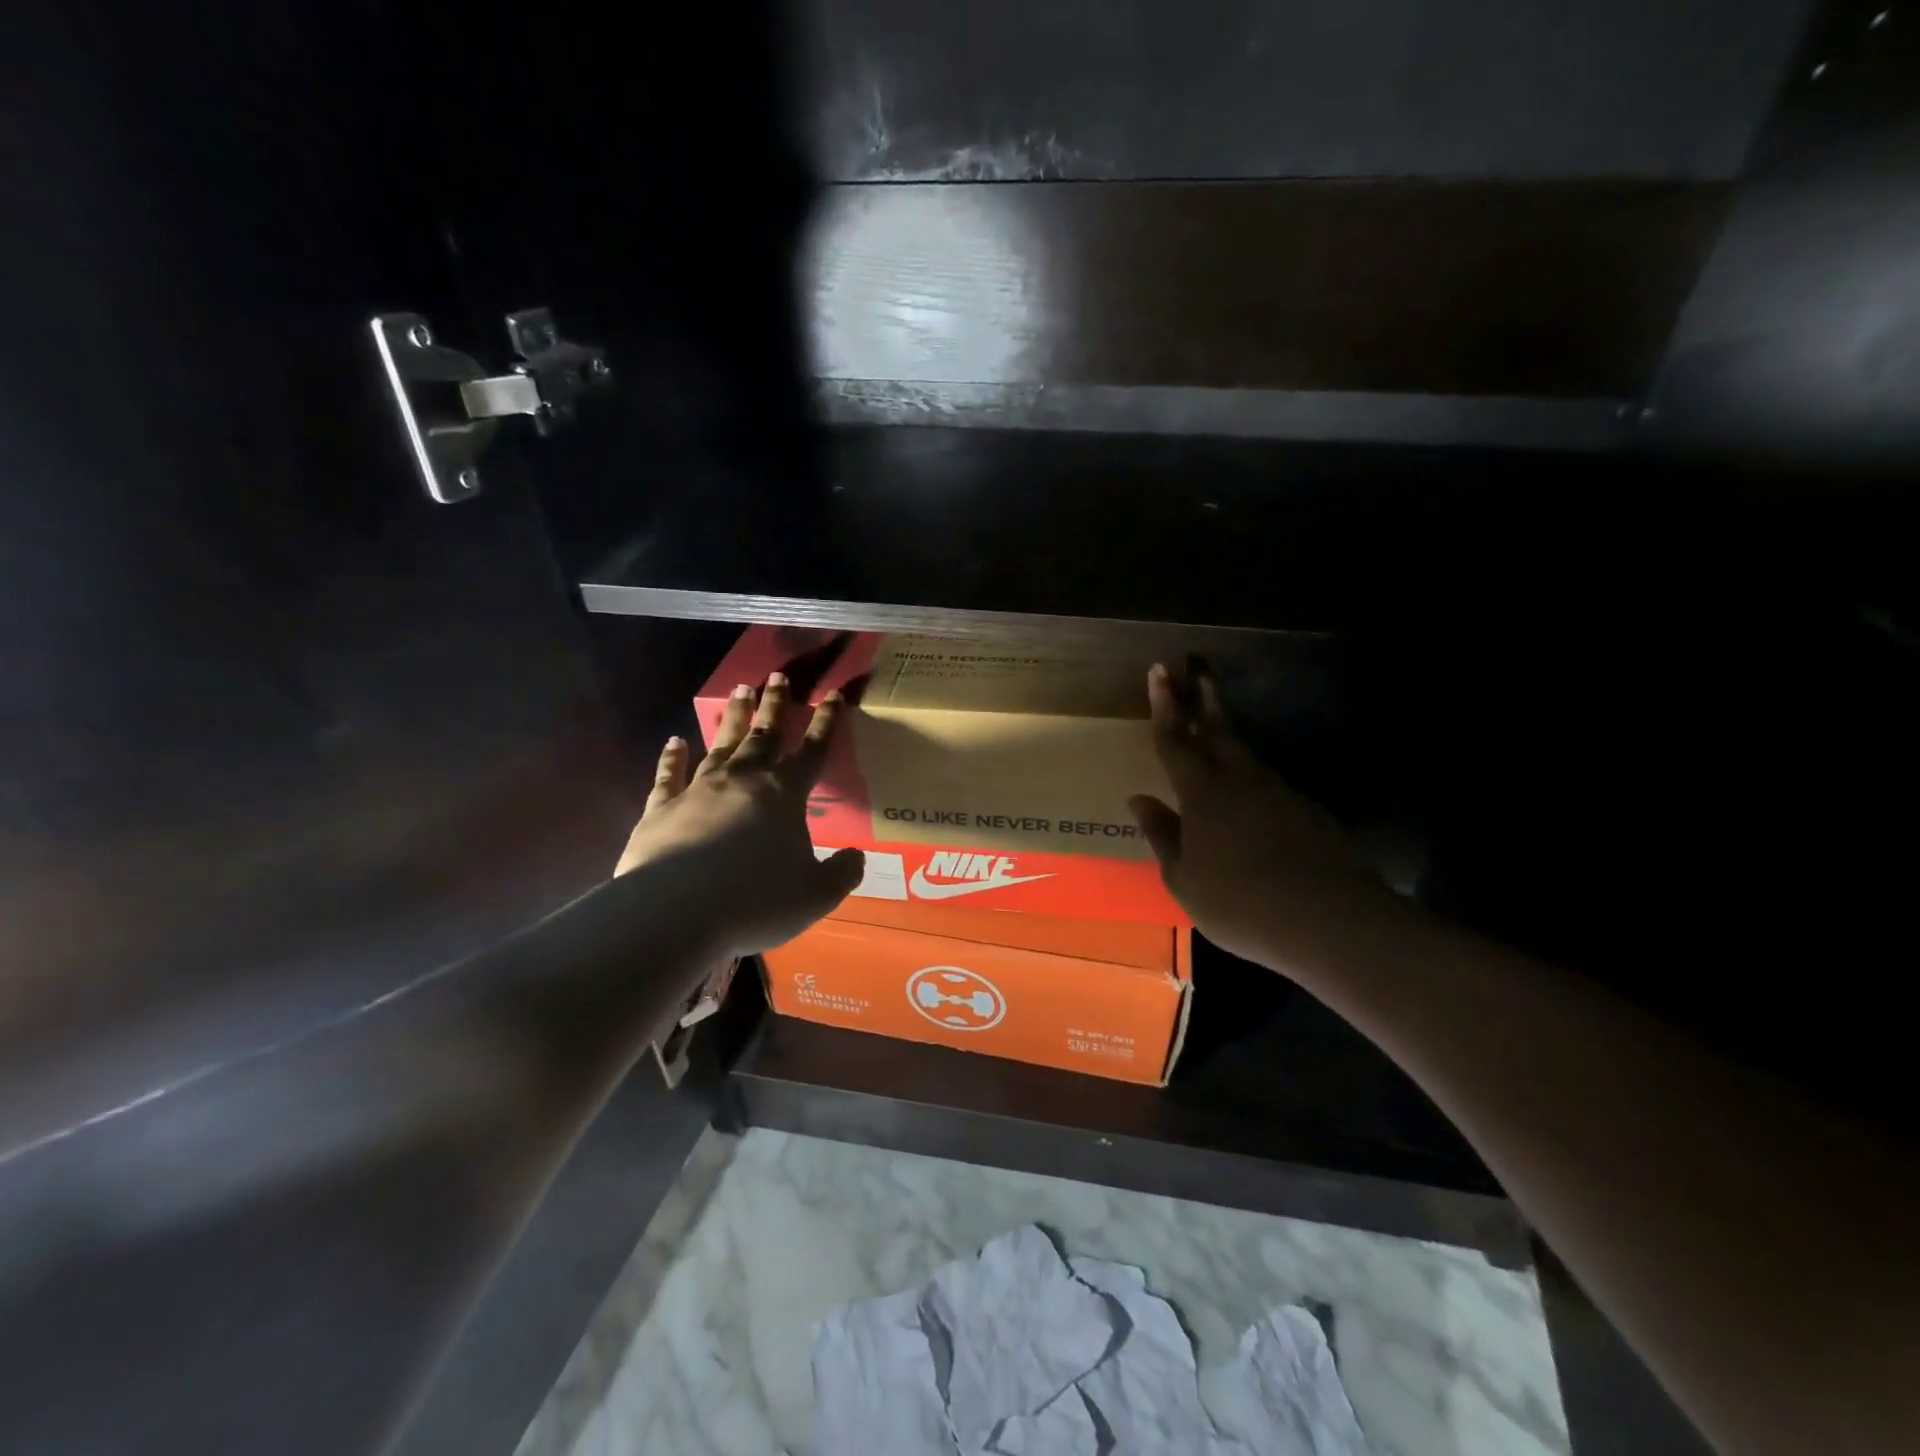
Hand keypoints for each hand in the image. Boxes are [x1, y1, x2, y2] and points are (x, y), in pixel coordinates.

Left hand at [614, 673, 865, 956]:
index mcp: (785, 795)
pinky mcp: (662, 808)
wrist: (677, 912)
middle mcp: (744, 780)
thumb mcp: (816, 895)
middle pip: (764, 735)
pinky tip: (673, 742)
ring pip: (721, 744)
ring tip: (739, 691)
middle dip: (774, 706)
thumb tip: (856, 858)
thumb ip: (842, 874)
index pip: (813, 751)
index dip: (826, 722)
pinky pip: (669, 775)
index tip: (832, 694)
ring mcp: (699, 790)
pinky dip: (672, 757)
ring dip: (732, 718)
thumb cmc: (757, 900)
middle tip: (777, 677)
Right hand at [1128, 664, 1395, 971]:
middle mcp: (1239, 780)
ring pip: (1244, 754)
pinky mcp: (1306, 809)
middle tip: (1194, 672)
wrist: (1328, 919)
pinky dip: (1249, 774)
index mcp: (1201, 792)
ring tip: (1213, 726)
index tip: (1161, 670)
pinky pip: (1266, 782)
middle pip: (1217, 731)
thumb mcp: (1183, 878)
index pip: (1176, 740)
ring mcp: (1278, 792)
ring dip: (1226, 735)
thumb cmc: (1239, 902)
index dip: (1165, 706)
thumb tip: (1140, 800)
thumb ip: (1161, 835)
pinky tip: (1247, 792)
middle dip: (1201, 700)